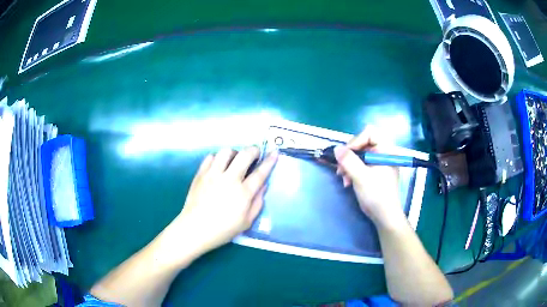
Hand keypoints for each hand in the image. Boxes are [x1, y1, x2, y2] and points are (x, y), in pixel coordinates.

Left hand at [173, 147, 277, 254]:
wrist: (195, 229)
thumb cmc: (223, 229)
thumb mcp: (247, 222)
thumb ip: (258, 202)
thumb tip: (263, 185)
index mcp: (243, 193)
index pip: (260, 173)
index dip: (269, 161)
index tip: (274, 152)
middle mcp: (229, 179)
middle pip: (244, 155)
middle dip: (253, 150)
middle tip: (255, 153)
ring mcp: (213, 174)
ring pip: (226, 152)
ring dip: (234, 153)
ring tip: (235, 160)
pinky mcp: (200, 174)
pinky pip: (210, 157)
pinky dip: (217, 158)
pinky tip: (219, 166)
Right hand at [334, 127, 403, 226]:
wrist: (385, 216)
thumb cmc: (376, 195)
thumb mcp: (361, 177)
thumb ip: (348, 161)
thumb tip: (336, 148)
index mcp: (385, 151)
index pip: (370, 133)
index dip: (356, 141)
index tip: (346, 155)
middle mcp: (383, 153)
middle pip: (363, 143)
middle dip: (350, 155)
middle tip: (341, 169)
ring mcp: (379, 163)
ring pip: (360, 154)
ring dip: (349, 165)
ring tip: (344, 178)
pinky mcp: (376, 172)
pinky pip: (361, 164)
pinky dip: (353, 170)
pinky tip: (348, 182)